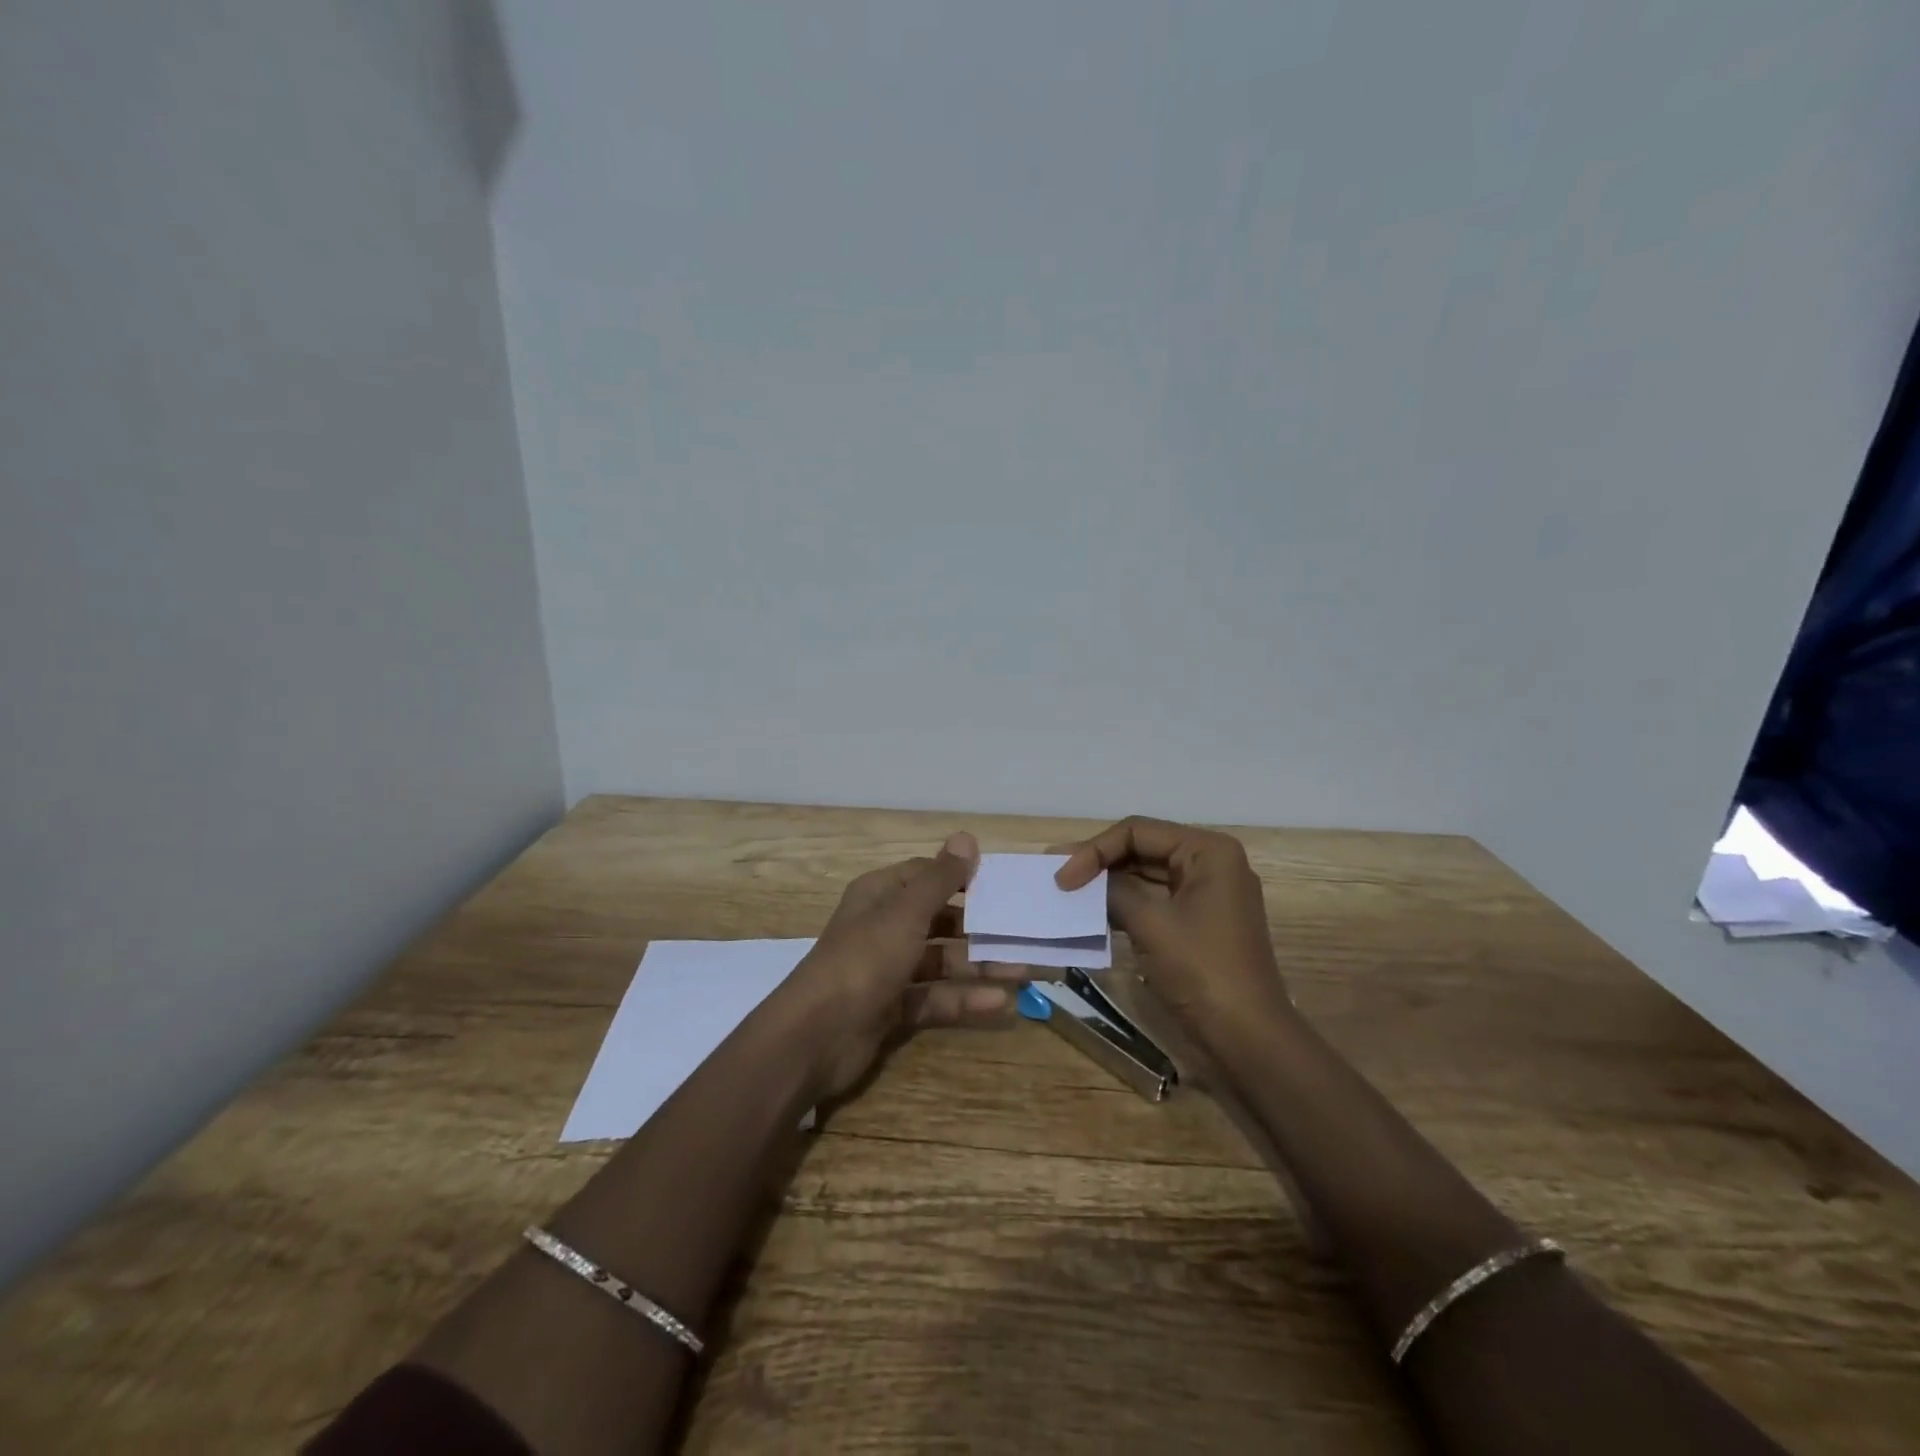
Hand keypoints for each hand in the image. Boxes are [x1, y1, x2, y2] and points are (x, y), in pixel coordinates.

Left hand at [783, 832, 1023, 1100]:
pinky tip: (1000, 1003)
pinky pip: (935, 998)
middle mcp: (883, 928)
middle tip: (1022, 931)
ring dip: (979, 965)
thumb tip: (966, 837)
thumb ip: (940, 879)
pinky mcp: (892, 1009)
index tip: (1001, 884)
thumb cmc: (864, 959)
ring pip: (941, 962)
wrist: (816, 1035)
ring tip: (1024, 969)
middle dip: (978, 927)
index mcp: (880, 896)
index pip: (925, 876)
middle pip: (938, 921)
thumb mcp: (906, 913)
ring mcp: (887, 970)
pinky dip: (964, 1000)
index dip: (960, 877)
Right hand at [1054, 816, 1292, 1043]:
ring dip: (1108, 883)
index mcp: (1208, 851)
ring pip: (1146, 875)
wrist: (1247, 1039)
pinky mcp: (1198, 922)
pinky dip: (1124, 904)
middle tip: (1056, 875)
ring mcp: (1206, 894)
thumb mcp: (1151, 923)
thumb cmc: (1202, 971)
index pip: (1138, 832)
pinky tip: (1093, 911)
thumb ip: (1112, 890)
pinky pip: (1154, 900)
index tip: (1062, 878)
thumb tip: (1079, 878)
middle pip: (1142, 849)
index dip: (1095, 850)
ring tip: (1067, 891)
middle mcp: (1210, 863)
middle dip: (1099, 862)